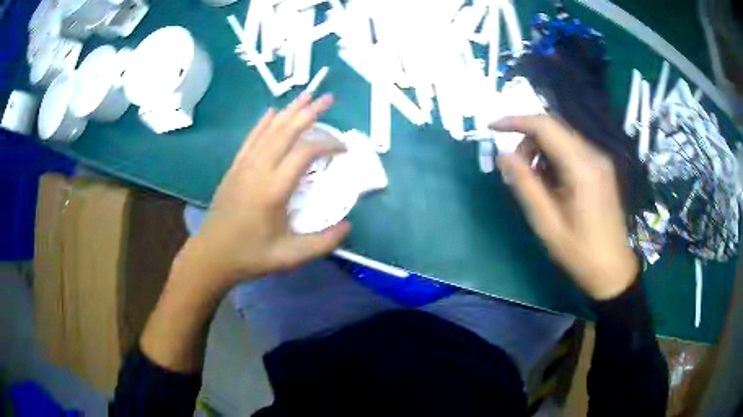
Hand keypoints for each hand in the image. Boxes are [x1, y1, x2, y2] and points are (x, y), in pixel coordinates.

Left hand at [175, 93, 350, 291]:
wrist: (212, 255)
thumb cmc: (250, 256)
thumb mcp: (290, 257)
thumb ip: (322, 243)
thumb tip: (348, 226)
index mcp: (273, 189)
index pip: (304, 153)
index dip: (327, 144)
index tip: (343, 149)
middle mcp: (258, 170)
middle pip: (286, 131)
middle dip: (310, 112)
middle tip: (328, 99)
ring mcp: (244, 166)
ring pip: (269, 130)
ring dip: (289, 111)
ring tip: (307, 96)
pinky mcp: (234, 167)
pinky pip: (251, 138)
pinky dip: (264, 123)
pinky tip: (273, 112)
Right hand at [490, 116, 638, 299]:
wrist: (613, 270)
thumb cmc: (580, 253)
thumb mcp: (547, 223)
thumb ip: (526, 185)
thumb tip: (504, 155)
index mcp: (582, 168)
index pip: (545, 127)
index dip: (516, 121)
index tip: (492, 127)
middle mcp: (594, 156)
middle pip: (554, 128)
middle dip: (528, 140)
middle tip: (515, 170)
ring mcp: (600, 161)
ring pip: (562, 138)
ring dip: (540, 150)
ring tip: (533, 181)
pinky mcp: (602, 169)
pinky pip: (572, 150)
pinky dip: (554, 158)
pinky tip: (551, 182)